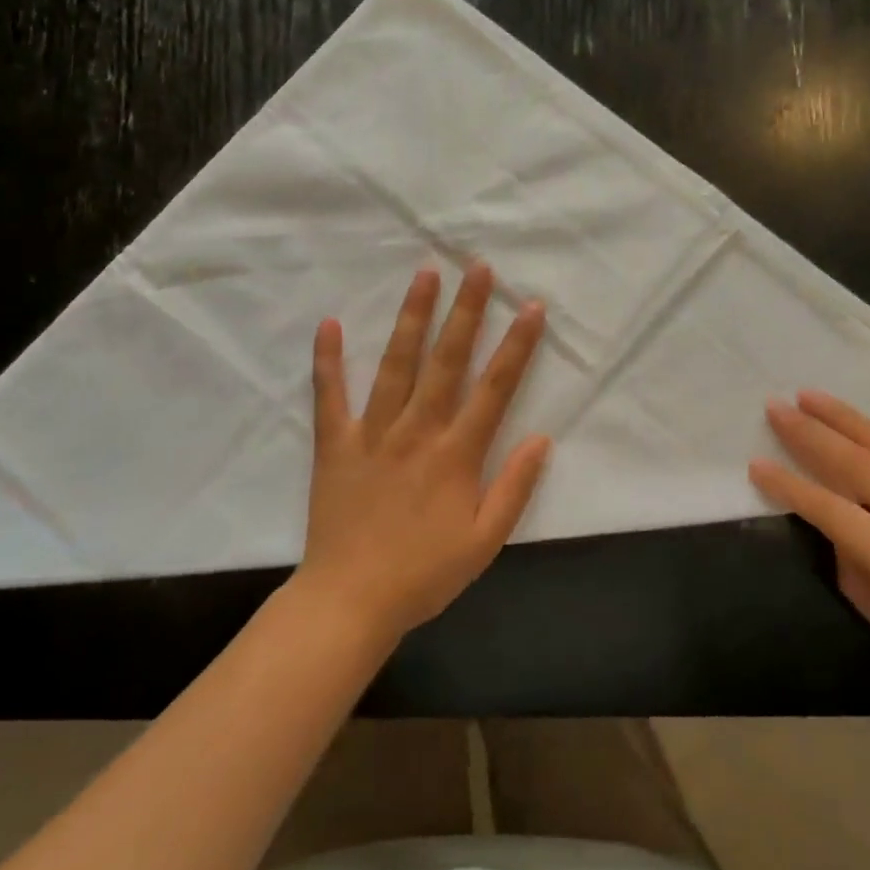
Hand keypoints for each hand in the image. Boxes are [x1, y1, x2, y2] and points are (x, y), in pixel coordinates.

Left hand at [297, 262, 550, 641]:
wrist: (351, 601)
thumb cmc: (424, 574)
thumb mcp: (486, 541)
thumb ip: (515, 488)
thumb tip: (542, 438)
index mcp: (457, 454)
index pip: (495, 388)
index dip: (516, 346)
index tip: (530, 306)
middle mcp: (418, 431)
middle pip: (447, 361)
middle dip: (466, 311)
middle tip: (477, 268)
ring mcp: (373, 433)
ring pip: (396, 364)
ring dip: (412, 317)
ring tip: (424, 274)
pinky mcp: (335, 444)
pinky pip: (330, 396)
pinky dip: (328, 360)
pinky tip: (327, 324)